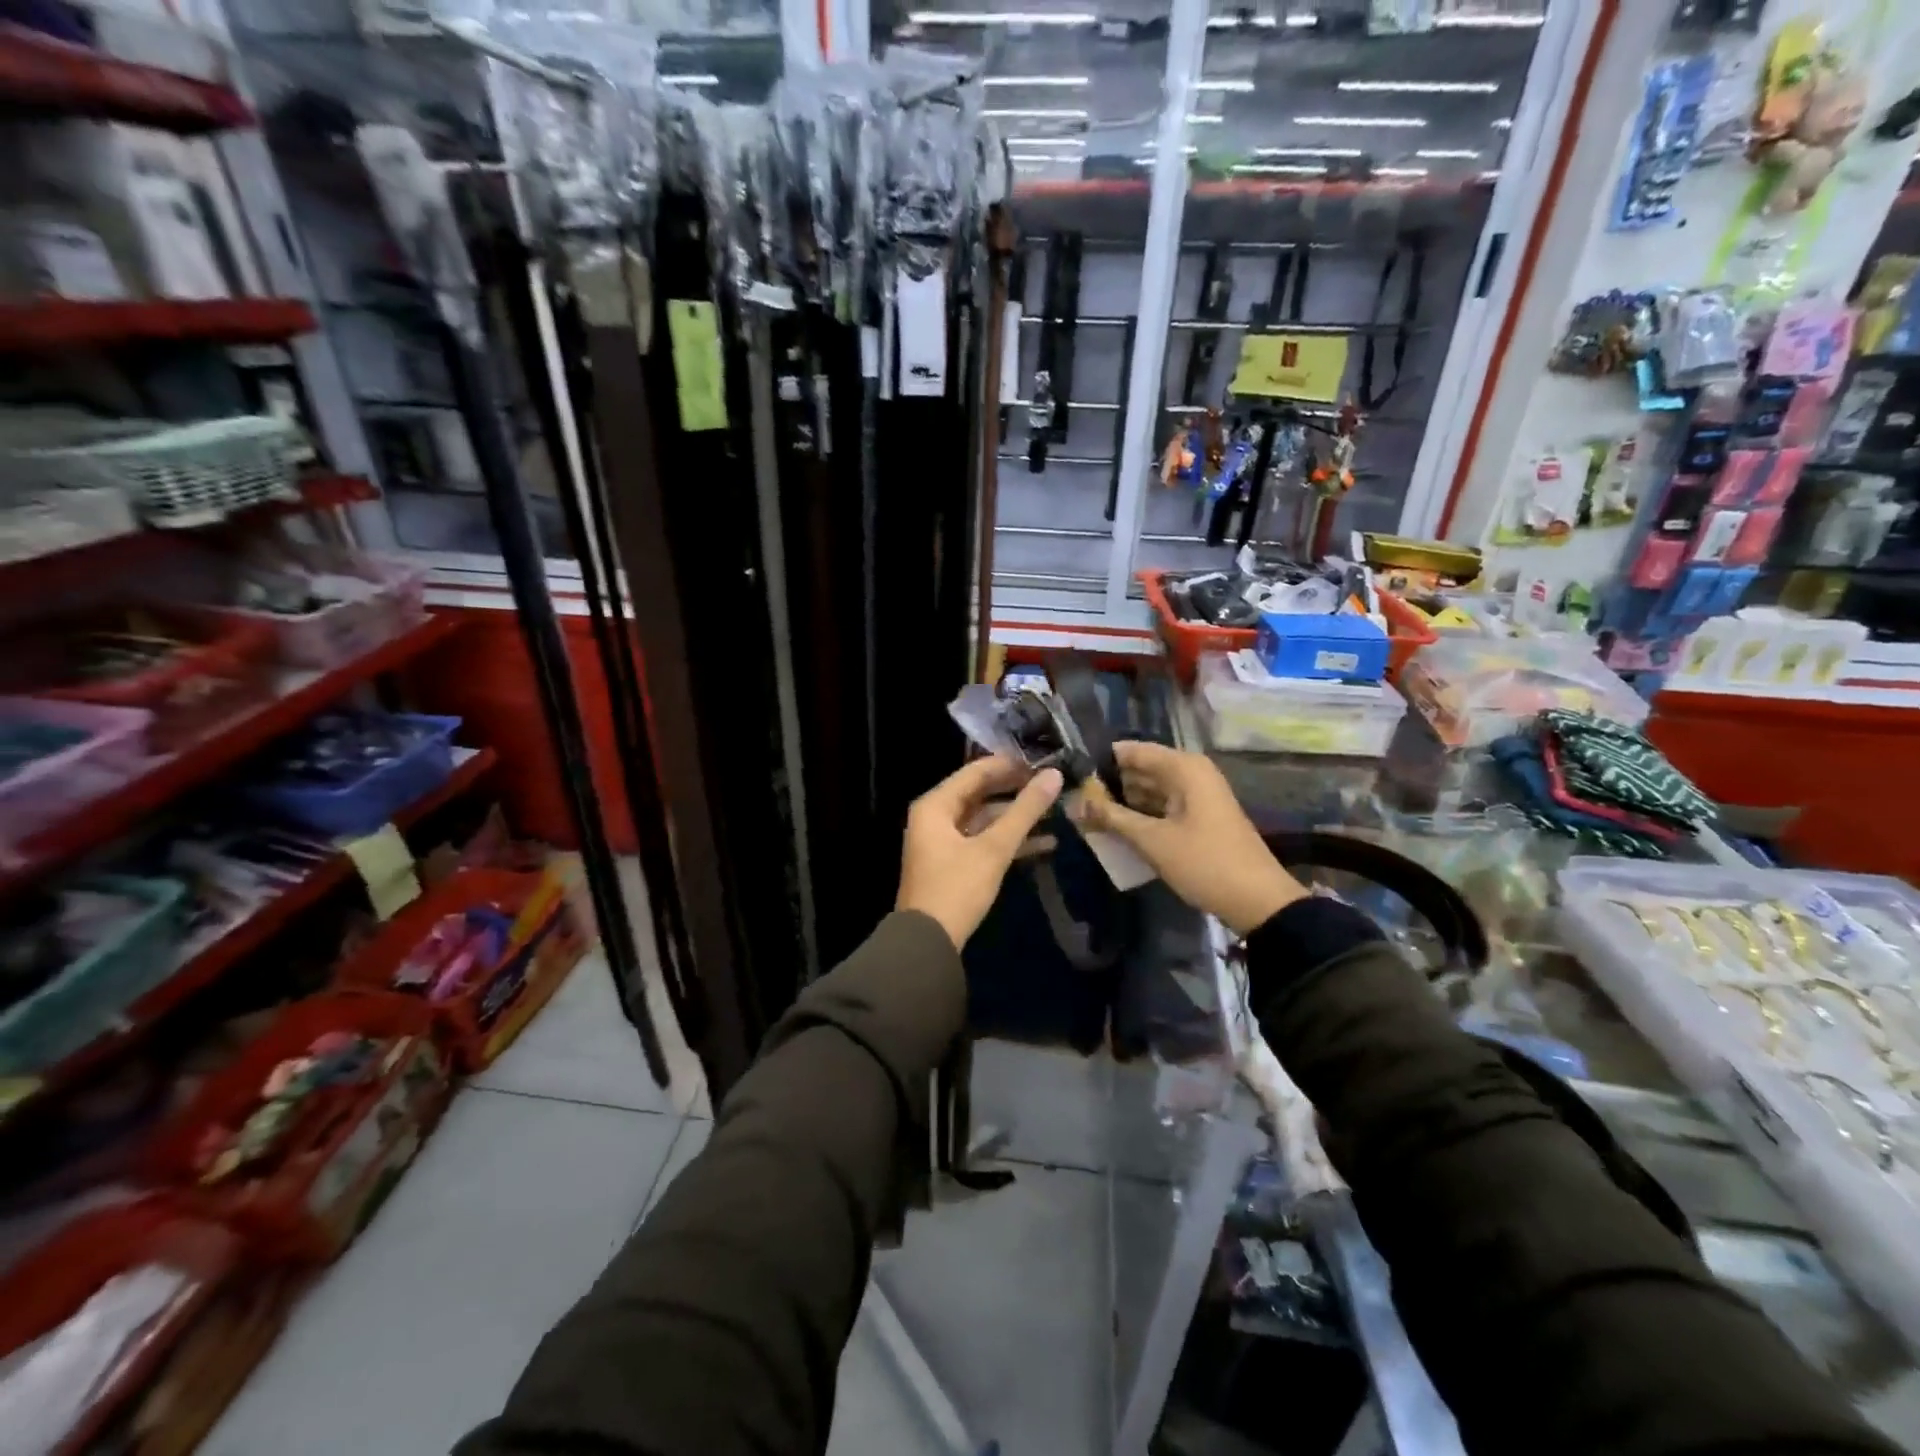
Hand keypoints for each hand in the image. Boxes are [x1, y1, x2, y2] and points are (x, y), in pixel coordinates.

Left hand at [897, 757, 1064, 947]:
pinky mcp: (953, 864)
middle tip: (1051, 784)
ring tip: (1055, 812)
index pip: (976, 772)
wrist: (928, 942)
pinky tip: (1045, 844)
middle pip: (980, 793)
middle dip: (1016, 791)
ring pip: (984, 819)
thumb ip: (1025, 811)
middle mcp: (935, 817)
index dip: (1010, 765)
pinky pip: (983, 841)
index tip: (1043, 762)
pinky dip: (1008, 841)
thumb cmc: (957, 888)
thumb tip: (1054, 776)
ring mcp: (942, 842)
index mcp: (935, 805)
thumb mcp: (994, 848)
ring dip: (1016, 818)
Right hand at [1074, 742, 1305, 935]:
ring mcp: (1196, 796)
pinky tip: (1114, 829)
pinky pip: (1160, 807)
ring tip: (1085, 816)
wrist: (1258, 901)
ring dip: (1121, 803)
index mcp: (1184, 767)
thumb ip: (1111, 817)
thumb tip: (1074, 802)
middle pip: (1140, 769)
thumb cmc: (1204, 862)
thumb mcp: (1152, 841)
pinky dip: (1139, 816)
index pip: (1131, 751)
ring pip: (1149, 790)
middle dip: (1108, 785)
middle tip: (1072, 801)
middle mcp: (1190, 773)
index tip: (1070, 776)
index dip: (1100, 762)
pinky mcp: (1197, 818)